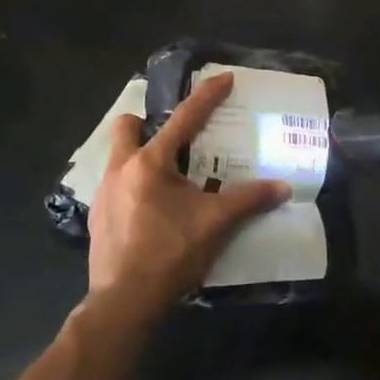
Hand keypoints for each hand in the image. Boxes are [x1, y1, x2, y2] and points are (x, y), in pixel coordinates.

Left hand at [88, 72, 290, 313]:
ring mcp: (103, 193)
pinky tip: (150, 209)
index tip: (223, 77)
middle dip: (146, 122)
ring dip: (139, 156)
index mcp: (150, 163)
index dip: (206, 96)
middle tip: (174, 138)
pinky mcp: (96, 217)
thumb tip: (283, 187)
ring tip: (166, 177)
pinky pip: (114, 186)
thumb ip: (248, 200)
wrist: (124, 301)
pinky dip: (132, 187)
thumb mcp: (215, 224)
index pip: (184, 118)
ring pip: (118, 157)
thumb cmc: (170, 253)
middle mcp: (121, 169)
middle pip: (127, 126)